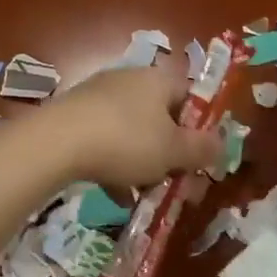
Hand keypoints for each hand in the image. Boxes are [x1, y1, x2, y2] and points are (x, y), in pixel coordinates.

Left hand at [37, 54, 224, 189]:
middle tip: (177, 184)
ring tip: (146, 196)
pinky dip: (115, 167)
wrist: (54, 143)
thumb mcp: (173, 151)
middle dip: (171, 153)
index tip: (202, 158)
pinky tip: (116, 196)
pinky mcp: (74, 116)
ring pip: (133, 133)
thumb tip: (222, 145)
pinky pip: (106, 141)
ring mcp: (99, 97)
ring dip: (143, 164)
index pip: (191, 96)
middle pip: (162, 117)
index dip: (201, 128)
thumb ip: (202, 149)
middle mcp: (130, 80)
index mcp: (158, 79)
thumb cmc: (125, 141)